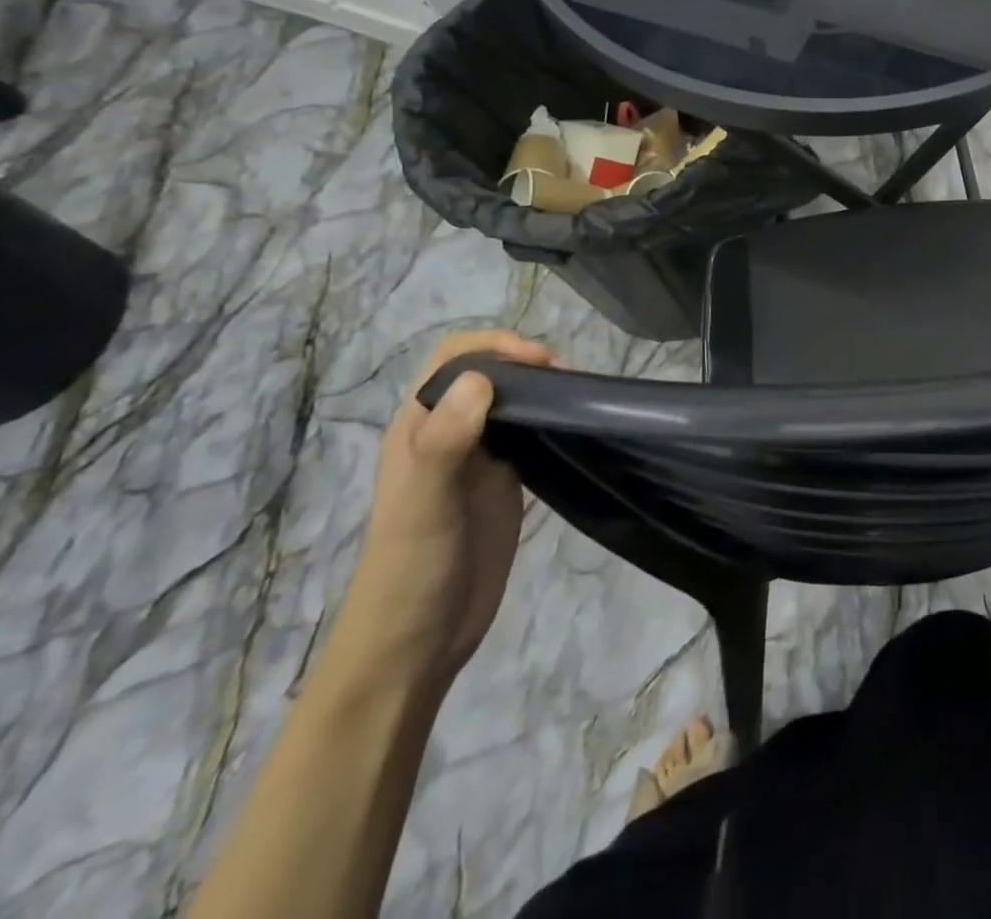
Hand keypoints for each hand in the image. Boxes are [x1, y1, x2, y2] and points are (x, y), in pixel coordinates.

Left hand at [338, 330, 553, 693]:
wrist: (417, 643)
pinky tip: (575, 426)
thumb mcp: (424, 504)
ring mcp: (478, 458)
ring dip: (542, 388)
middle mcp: (448, 432)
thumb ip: (444, 442)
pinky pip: (530, 434)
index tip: (540, 362)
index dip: (496, 347)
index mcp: (419, 426)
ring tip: (579, 396)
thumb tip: (482, 379)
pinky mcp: (504, 482)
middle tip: (568, 379)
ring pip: (511, 400)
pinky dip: (552, 419)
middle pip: (488, 372)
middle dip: (526, 362)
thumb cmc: (411, 569)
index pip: (454, 358)